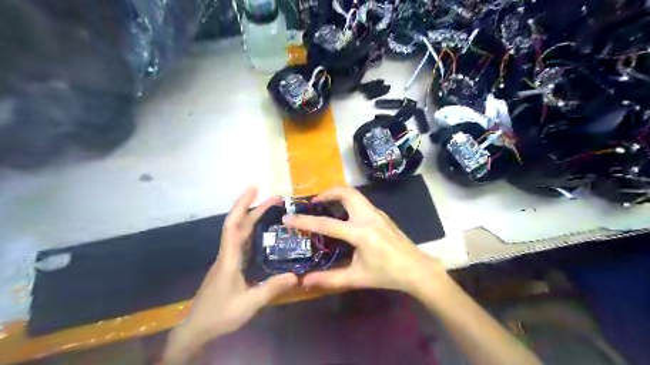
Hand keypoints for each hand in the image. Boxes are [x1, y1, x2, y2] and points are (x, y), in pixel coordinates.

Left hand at [161, 187, 297, 363]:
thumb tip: (296, 276)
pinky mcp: (229, 265)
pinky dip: (252, 231)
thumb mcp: (248, 304)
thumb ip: (271, 289)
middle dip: (254, 207)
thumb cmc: (220, 315)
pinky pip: (241, 242)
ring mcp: (227, 259)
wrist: (197, 329)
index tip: (254, 189)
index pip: (233, 226)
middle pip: (238, 224)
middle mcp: (227, 254)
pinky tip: (264, 233)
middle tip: (275, 198)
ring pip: (239, 232)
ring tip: (272, 209)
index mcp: (229, 258)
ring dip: (253, 217)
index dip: (242, 205)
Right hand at [282, 186, 450, 293]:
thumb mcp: (357, 278)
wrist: (417, 269)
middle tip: (314, 202)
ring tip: (325, 205)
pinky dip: (347, 201)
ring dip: (337, 195)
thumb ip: (330, 278)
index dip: (305, 221)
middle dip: (327, 193)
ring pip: (354, 194)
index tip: (288, 218)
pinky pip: (361, 201)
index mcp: (361, 233)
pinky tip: (343, 214)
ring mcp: (377, 213)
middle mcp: (368, 217)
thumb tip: (305, 281)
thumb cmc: (387, 274)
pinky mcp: (381, 214)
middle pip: (346, 193)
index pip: (327, 224)